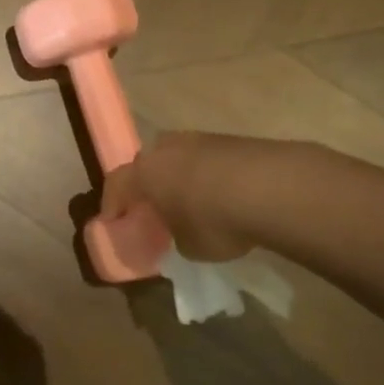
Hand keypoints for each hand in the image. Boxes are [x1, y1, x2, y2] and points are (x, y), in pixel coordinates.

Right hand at [100, 131, 259, 262]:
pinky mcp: (229, 139)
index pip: (116, 184)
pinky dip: (206, 175)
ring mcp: (199, 139)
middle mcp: (166, 148)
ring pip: (178, 157)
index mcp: (145, 172)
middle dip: (147, 184)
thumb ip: (176, 236)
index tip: (112, 220)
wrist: (271, 188)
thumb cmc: (215, 221)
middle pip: (147, 163)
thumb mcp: (189, 245)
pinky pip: (206, 159)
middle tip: (152, 206)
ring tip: (189, 200)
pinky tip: (220, 194)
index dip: (112, 203)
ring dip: (178, 176)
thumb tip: (180, 232)